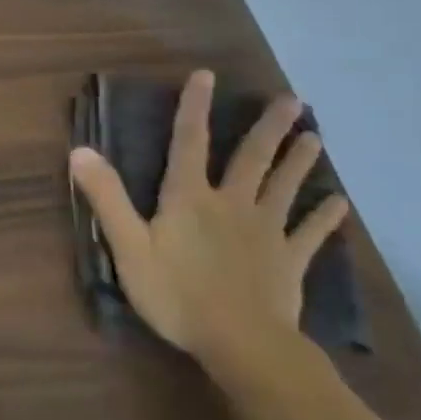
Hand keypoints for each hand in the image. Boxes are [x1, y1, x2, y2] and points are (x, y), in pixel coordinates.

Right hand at [68, 70, 347, 367]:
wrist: (241, 344)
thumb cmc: (177, 294)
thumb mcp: (129, 246)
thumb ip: (106, 198)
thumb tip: (80, 150)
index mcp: (190, 197)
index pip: (189, 142)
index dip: (194, 107)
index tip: (206, 75)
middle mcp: (232, 204)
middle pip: (252, 158)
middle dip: (269, 127)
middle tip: (292, 99)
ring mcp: (266, 232)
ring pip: (285, 188)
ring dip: (299, 162)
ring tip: (315, 137)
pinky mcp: (289, 261)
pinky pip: (310, 234)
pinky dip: (325, 218)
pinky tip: (340, 204)